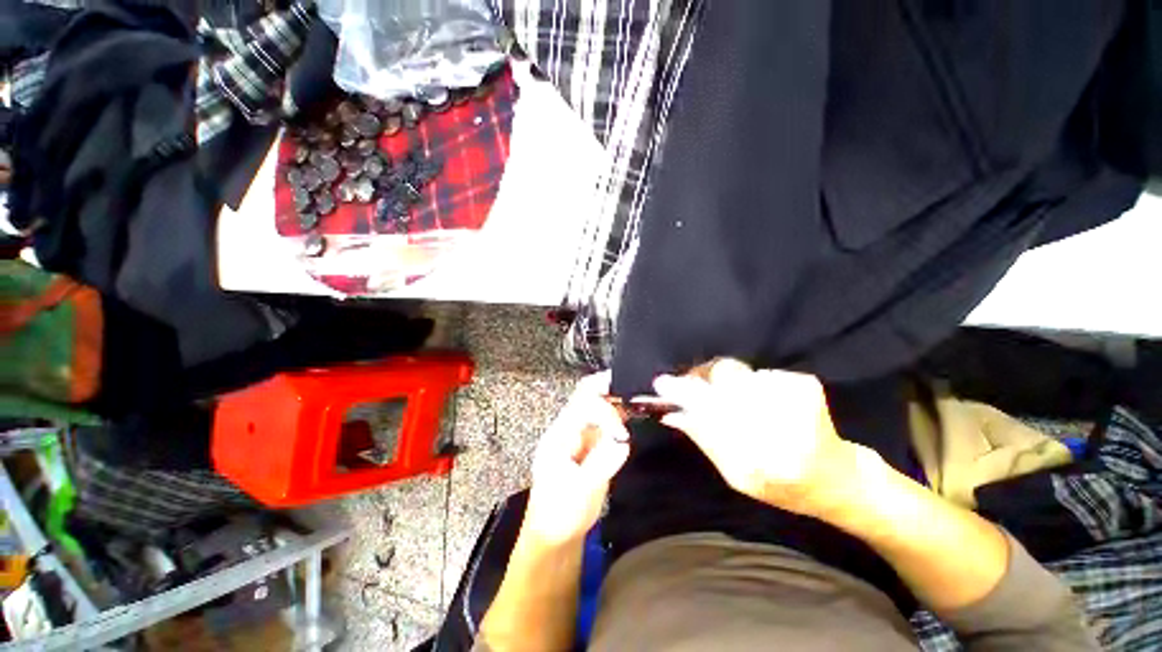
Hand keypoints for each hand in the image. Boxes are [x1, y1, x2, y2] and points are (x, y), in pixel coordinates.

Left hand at [524, 372, 630, 544]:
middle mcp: (569, 428)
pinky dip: (618, 413)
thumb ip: (602, 462)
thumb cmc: (561, 514)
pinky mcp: (589, 444)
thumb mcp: (582, 491)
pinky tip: (632, 413)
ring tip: (637, 398)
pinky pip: (604, 419)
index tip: (622, 436)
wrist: (552, 534)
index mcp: (561, 434)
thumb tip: (622, 440)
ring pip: (596, 403)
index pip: (583, 404)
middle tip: (634, 389)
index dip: (606, 413)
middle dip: (609, 387)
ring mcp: (579, 434)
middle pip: (586, 394)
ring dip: (615, 398)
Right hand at [653, 359, 861, 516]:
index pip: (710, 415)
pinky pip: (759, 373)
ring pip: (739, 375)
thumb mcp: (736, 474)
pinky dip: (752, 384)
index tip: (661, 383)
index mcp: (759, 461)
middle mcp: (781, 428)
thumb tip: (671, 413)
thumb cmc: (781, 485)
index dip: (685, 395)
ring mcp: (797, 401)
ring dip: (729, 385)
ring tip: (739, 404)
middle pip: (725, 382)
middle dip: (703, 381)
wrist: (839, 480)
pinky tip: (765, 404)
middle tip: (692, 383)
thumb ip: (704, 439)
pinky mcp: (807, 384)